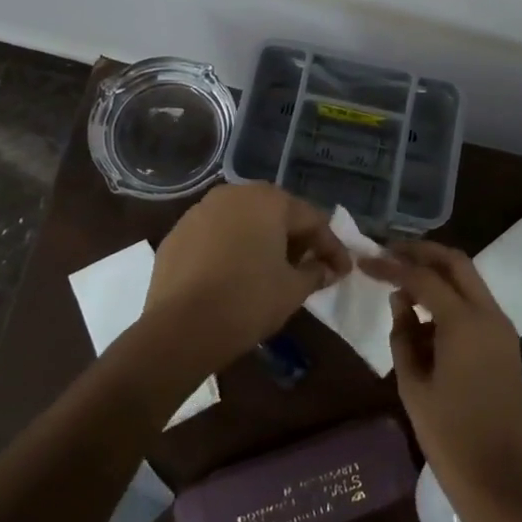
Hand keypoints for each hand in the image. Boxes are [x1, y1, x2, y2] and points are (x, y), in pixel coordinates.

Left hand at [141, 183, 350, 372]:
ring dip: (263, 241)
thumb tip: (326, 269)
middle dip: (297, 239)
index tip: (343, 271)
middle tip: (310, 267)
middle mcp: (234, 194)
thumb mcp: (293, 290)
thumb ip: (316, 272)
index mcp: (268, 200)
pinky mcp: (178, 232)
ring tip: (273, 270)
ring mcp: (201, 210)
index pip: (312, 220)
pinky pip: (217, 235)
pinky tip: (236, 273)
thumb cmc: (248, 301)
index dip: (331, 248)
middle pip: (276, 213)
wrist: (179, 328)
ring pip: (244, 221)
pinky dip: (233, 248)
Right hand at [361, 242, 521, 521]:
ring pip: (469, 282)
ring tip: (401, 288)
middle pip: (456, 263)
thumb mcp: (413, 385)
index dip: (391, 266)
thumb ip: (403, 335)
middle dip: (422, 253)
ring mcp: (503, 330)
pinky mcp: (507, 346)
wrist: (501, 481)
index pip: (423, 277)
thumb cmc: (449, 436)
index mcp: (465, 322)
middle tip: (390, 253)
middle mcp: (490, 315)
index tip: (365, 261)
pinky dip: (451, 301)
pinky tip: (424, 321)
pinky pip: (476, 307)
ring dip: (438, 276)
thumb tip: (400, 301)